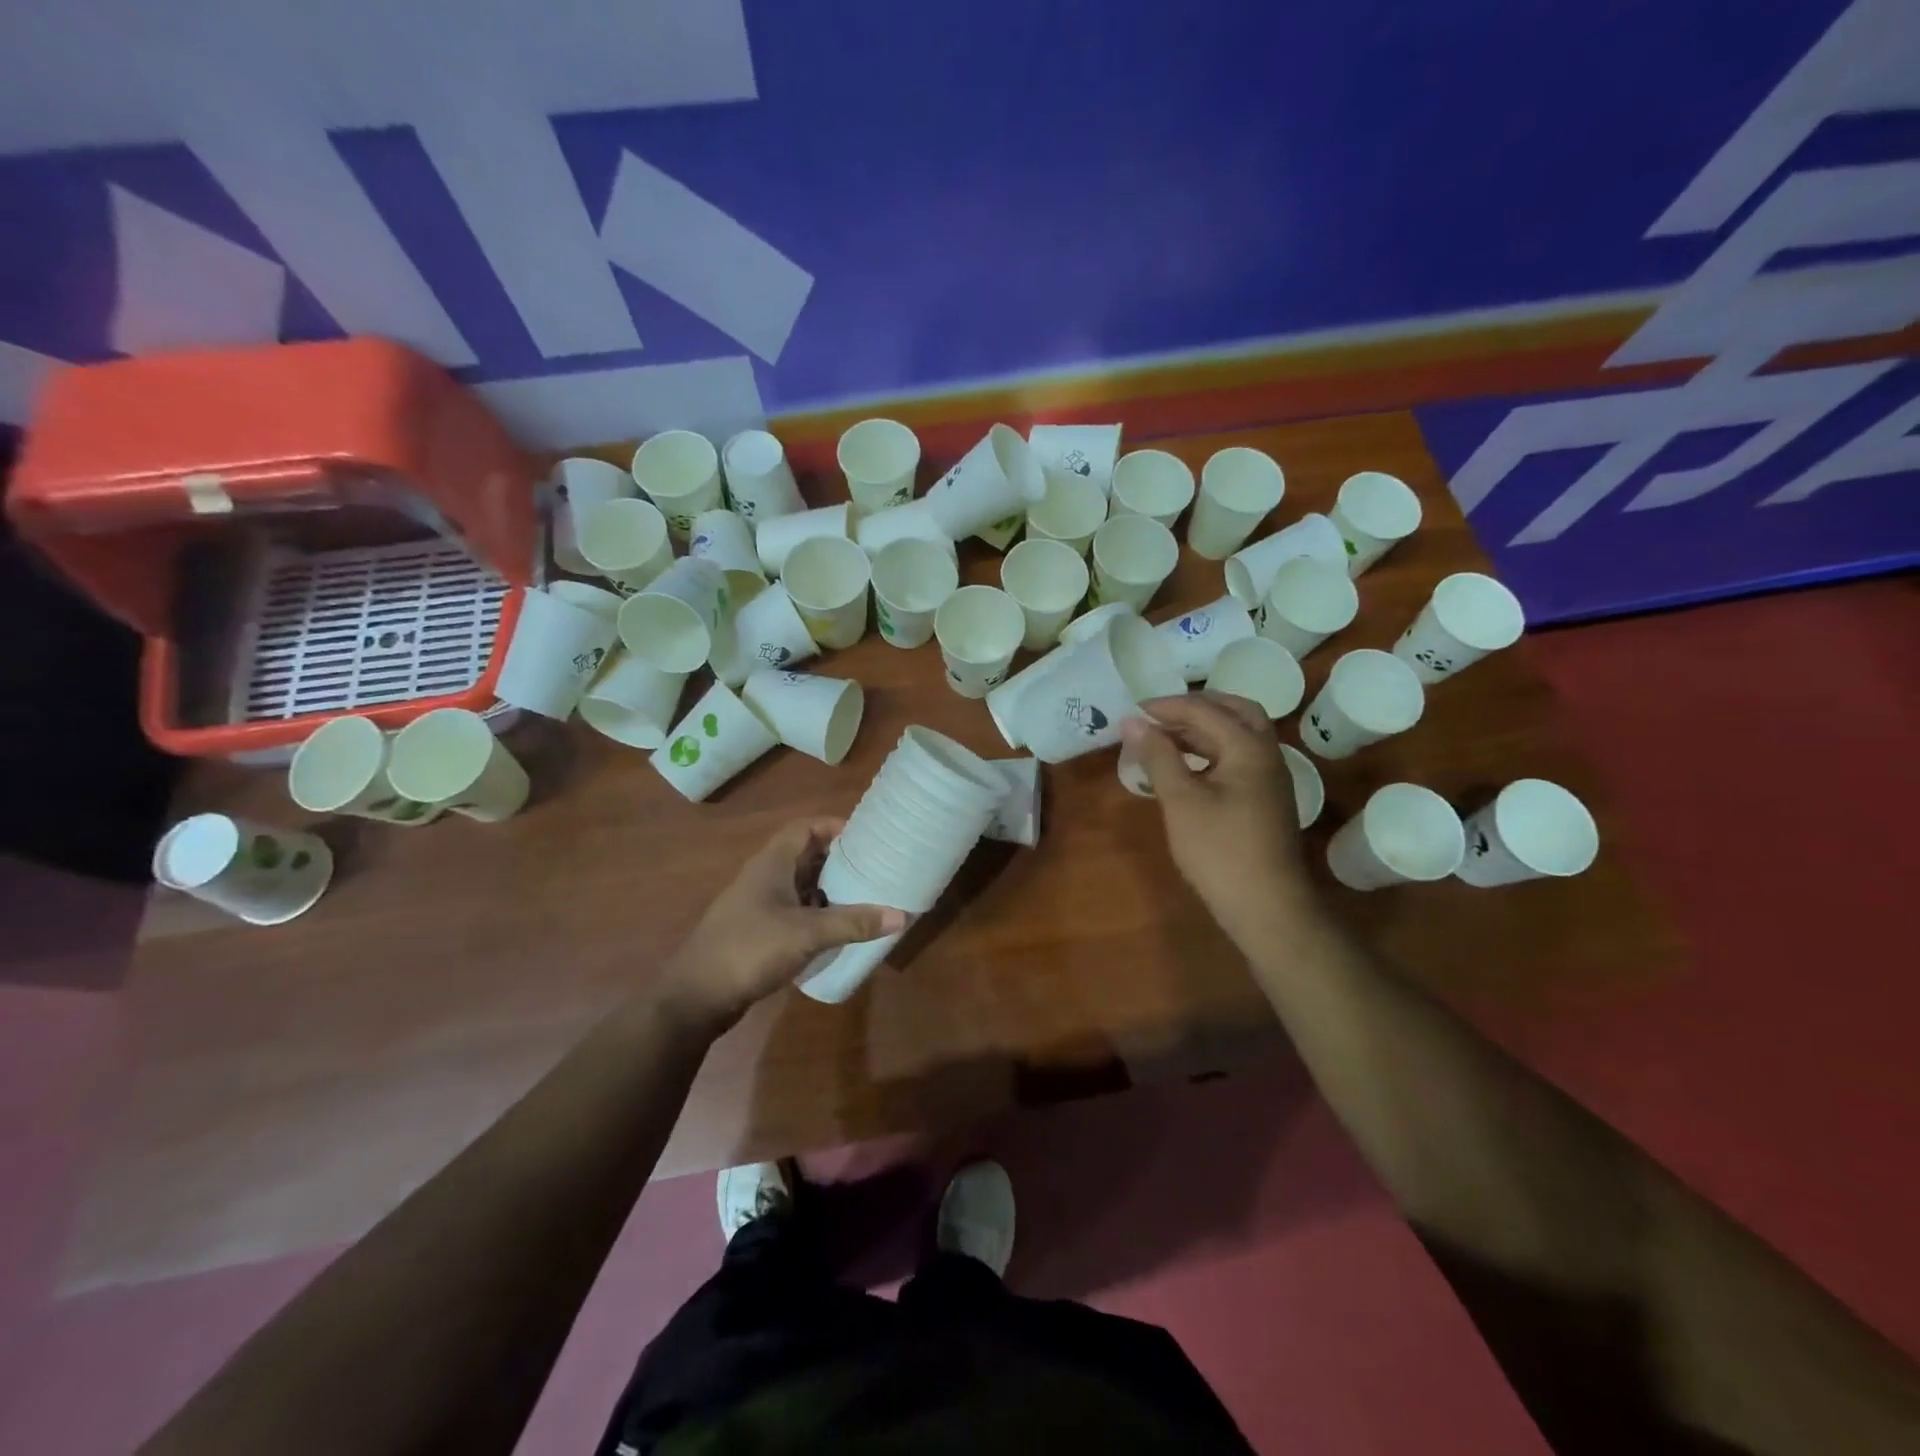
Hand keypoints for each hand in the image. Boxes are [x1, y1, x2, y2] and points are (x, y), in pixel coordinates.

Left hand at [661, 818, 906, 1030]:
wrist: (695, 997)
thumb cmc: (749, 949)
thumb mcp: (806, 934)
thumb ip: (853, 923)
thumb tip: (902, 915)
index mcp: (771, 864)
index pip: (804, 828)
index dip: (833, 826)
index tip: (865, 835)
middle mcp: (764, 878)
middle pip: (805, 856)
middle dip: (838, 859)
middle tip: (873, 866)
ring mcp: (758, 906)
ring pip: (800, 886)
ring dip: (828, 888)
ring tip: (864, 895)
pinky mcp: (757, 932)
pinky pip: (794, 911)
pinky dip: (816, 913)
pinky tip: (837, 929)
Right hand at [1121, 693, 1317, 942]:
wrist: (1267, 906)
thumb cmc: (1219, 850)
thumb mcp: (1180, 800)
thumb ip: (1157, 756)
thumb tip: (1133, 721)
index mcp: (1248, 747)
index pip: (1205, 710)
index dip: (1166, 706)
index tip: (1133, 712)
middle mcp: (1266, 754)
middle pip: (1235, 712)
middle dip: (1196, 707)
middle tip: (1160, 715)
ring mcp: (1270, 778)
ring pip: (1238, 736)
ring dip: (1203, 729)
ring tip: (1165, 738)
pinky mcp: (1265, 799)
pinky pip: (1239, 758)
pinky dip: (1212, 751)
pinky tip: (1187, 768)